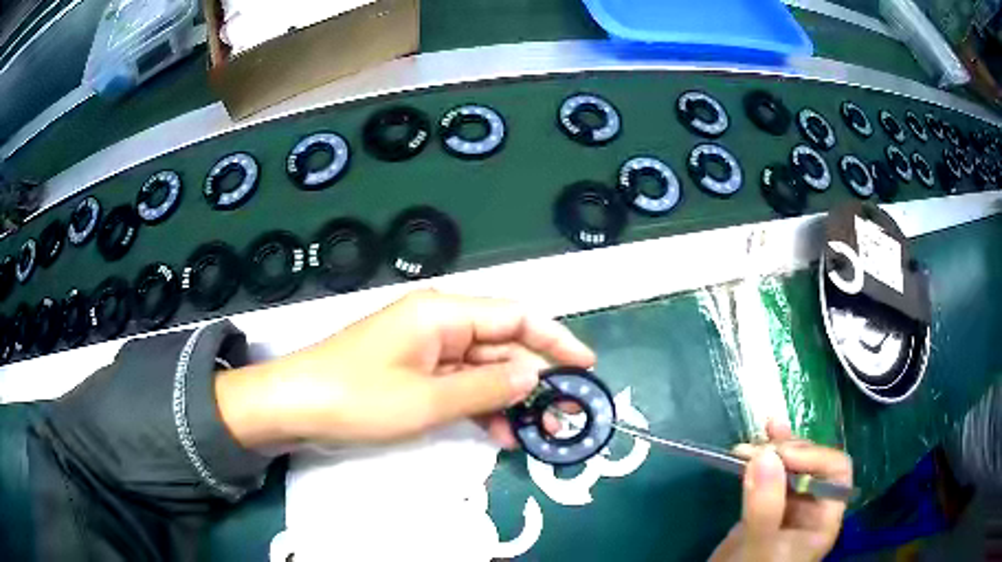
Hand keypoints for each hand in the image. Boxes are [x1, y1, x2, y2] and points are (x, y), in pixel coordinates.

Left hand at [215, 290, 594, 451]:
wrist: (295, 406)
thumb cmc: (358, 397)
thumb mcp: (428, 400)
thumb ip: (486, 388)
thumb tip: (534, 377)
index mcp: (444, 313)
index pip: (516, 318)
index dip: (555, 339)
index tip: (586, 366)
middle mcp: (439, 323)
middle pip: (501, 346)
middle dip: (531, 381)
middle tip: (560, 417)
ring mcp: (424, 349)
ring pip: (481, 369)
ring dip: (505, 399)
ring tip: (530, 435)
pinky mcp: (413, 371)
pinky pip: (457, 383)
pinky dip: (477, 406)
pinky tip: (495, 432)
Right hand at [710, 420, 852, 561]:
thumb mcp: (761, 546)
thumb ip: (765, 508)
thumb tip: (764, 455)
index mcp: (823, 518)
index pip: (835, 472)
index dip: (813, 457)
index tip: (780, 455)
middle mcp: (810, 508)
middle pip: (811, 464)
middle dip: (787, 451)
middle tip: (757, 449)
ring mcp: (786, 507)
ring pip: (790, 467)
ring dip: (774, 448)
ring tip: (757, 436)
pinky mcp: (764, 508)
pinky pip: (768, 477)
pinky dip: (761, 459)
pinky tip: (754, 443)